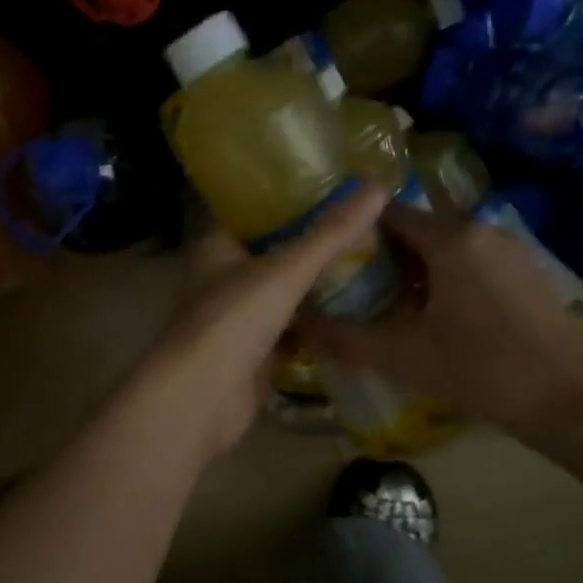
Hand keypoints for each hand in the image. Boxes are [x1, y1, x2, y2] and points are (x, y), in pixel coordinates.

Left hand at [141, 183, 390, 459]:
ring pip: (282, 295)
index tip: (330, 185)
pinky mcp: (253, 356)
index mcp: (217, 248)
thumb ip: (331, 233)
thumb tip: (380, 186)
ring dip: (315, 285)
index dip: (286, 197)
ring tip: (366, 262)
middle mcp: (223, 279)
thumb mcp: (286, 269)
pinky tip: (352, 313)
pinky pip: (291, 333)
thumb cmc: (234, 319)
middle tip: (361, 225)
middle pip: (272, 253)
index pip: (251, 211)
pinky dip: (316, 326)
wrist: (203, 398)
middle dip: (310, 243)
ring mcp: (237, 320)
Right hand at [300, 201, 582, 452]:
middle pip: (420, 230)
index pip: (390, 215)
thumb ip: (345, 338)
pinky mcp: (530, 272)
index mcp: (451, 240)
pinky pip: (476, 262)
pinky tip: (442, 318)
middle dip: (387, 256)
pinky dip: (450, 278)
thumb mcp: (403, 357)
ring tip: (394, 308)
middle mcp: (483, 230)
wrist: (568, 400)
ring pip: (449, 247)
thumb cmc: (481, 371)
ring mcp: (513, 250)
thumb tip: (298, 324)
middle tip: (358, 290)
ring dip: (419, 270)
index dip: (358, 233)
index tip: (335, 260)